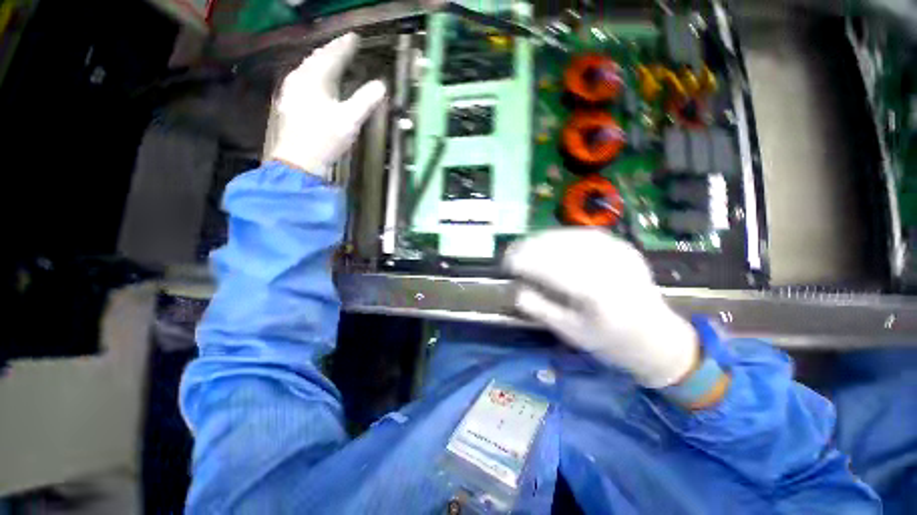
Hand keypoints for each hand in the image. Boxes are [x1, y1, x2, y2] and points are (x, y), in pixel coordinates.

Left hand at [267, 32, 386, 176]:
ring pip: (309, 68)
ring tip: (334, 60)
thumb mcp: (350, 120)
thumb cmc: (325, 139)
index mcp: (314, 78)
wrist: (298, 161)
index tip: (355, 38)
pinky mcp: (291, 103)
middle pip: (317, 58)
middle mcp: (300, 78)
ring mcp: (292, 90)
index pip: (331, 55)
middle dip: (332, 51)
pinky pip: (304, 79)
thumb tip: (381, 85)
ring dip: (323, 62)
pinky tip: (319, 81)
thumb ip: (365, 101)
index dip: (344, 46)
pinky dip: (316, 75)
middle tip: (345, 46)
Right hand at [504, 228, 698, 388]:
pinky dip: (560, 237)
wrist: (658, 337)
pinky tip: (548, 243)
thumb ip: (539, 308)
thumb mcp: (570, 333)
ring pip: (570, 236)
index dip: (524, 262)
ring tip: (525, 247)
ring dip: (541, 240)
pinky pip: (583, 234)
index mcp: (597, 294)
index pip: (551, 268)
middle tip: (511, 254)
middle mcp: (609, 266)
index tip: (506, 264)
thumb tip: (515, 286)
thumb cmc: (610, 342)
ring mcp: (619, 252)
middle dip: (529, 247)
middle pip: (560, 247)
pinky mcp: (622, 246)